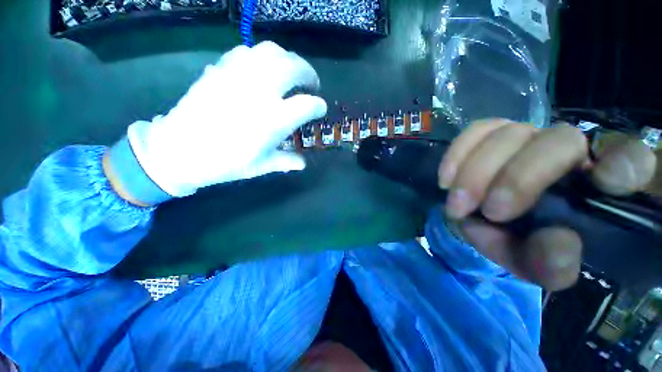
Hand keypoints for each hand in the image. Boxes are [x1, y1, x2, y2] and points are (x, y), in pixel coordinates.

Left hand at [127, 41, 326, 196]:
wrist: (180, 149)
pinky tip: (262, 70)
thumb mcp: (262, 166)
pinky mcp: (221, 68)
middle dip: (309, 73)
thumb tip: (303, 164)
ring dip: (288, 60)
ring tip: (290, 72)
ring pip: (272, 52)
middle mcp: (261, 91)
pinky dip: (262, 58)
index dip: (318, 106)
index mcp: (274, 119)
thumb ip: (286, 161)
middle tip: (311, 83)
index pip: (307, 104)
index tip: (320, 108)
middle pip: (294, 67)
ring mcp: (239, 75)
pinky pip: (247, 52)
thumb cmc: (226, 162)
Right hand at [438, 119, 656, 290]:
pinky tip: (446, 179)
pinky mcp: (493, 135)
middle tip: (487, 212)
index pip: (632, 156)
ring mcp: (529, 137)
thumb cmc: (526, 244)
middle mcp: (571, 151)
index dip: (625, 162)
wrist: (490, 223)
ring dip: (476, 173)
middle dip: (517, 179)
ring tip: (458, 206)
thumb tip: (557, 241)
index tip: (606, 183)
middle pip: (558, 140)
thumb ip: (553, 265)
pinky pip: (477, 130)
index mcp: (601, 184)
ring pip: (508, 133)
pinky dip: (457, 154)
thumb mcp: (543, 265)